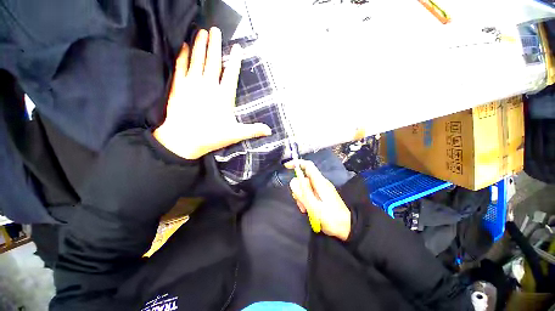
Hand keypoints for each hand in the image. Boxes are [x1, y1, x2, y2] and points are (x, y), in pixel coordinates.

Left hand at [154, 27, 271, 159]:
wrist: (184, 140)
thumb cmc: (212, 136)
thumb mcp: (236, 134)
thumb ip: (253, 130)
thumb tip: (270, 131)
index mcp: (223, 96)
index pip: (231, 74)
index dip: (235, 60)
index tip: (237, 47)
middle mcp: (208, 86)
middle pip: (213, 61)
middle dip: (215, 45)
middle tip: (215, 29)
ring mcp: (192, 84)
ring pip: (197, 60)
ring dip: (200, 45)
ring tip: (202, 31)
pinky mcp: (178, 87)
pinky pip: (181, 67)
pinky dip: (183, 55)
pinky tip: (184, 46)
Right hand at [286, 160, 351, 240]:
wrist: (347, 227)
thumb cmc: (331, 218)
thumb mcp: (314, 206)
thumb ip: (303, 193)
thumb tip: (293, 180)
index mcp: (320, 182)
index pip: (308, 165)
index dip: (297, 163)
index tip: (286, 167)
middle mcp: (320, 183)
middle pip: (304, 178)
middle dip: (298, 189)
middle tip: (300, 203)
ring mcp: (322, 189)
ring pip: (305, 187)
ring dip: (302, 197)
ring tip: (305, 209)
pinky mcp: (322, 194)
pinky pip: (309, 192)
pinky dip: (306, 199)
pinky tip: (307, 209)